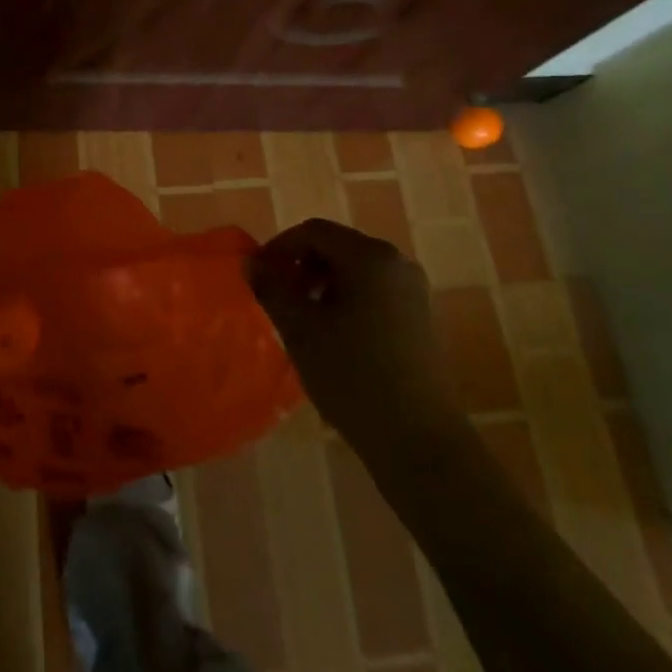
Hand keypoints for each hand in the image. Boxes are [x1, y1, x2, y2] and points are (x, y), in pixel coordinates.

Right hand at [247, 219, 459, 447]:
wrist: (417, 439)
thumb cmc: (352, 375)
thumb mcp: (300, 329)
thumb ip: (272, 288)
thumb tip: (251, 262)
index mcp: (370, 256)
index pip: (314, 232)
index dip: (280, 247)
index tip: (257, 275)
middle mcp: (396, 262)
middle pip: (336, 247)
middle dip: (301, 266)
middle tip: (278, 298)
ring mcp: (412, 290)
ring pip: (355, 270)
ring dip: (321, 284)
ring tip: (302, 319)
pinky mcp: (419, 317)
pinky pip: (373, 291)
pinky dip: (346, 299)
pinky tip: (333, 335)